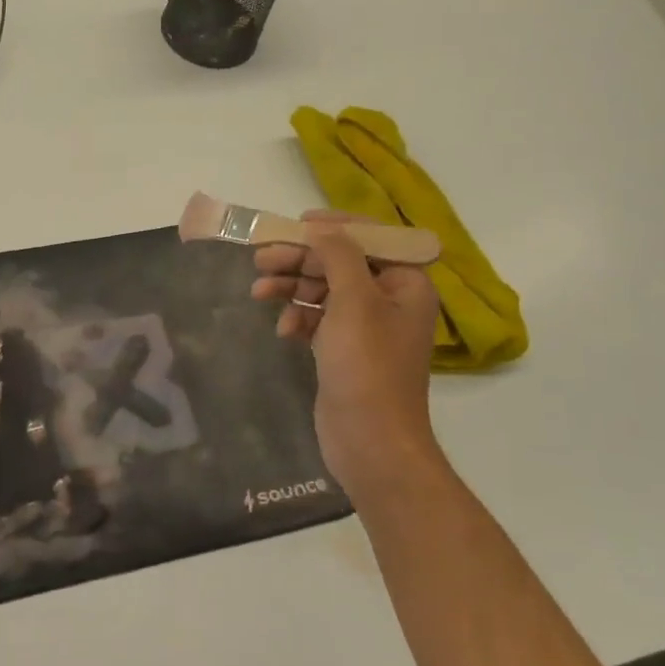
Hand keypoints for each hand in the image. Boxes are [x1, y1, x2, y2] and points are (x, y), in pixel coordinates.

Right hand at [251, 212, 440, 500]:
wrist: (371, 442)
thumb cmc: (367, 366)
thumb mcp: (354, 302)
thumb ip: (338, 257)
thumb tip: (322, 228)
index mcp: (406, 284)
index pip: (372, 239)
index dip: (335, 228)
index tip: (296, 224)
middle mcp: (389, 300)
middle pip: (341, 263)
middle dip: (301, 259)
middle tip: (261, 257)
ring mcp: (366, 327)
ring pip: (324, 290)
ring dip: (292, 287)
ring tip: (258, 291)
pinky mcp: (344, 349)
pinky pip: (317, 319)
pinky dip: (298, 318)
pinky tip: (283, 330)